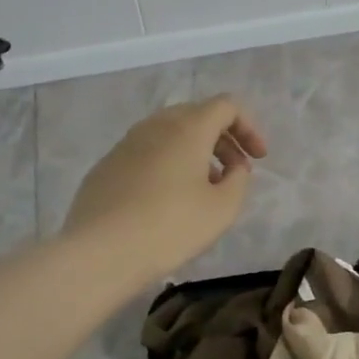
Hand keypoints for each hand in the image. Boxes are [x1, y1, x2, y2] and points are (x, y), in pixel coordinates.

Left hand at [63, 95, 266, 281]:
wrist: (99, 252)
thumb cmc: (170, 227)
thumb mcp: (223, 208)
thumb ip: (239, 180)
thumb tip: (233, 168)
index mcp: (188, 128)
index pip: (226, 106)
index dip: (249, 127)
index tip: (258, 159)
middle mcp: (155, 125)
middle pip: (197, 115)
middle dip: (223, 139)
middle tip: (235, 172)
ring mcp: (125, 143)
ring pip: (169, 133)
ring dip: (194, 152)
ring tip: (203, 188)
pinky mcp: (106, 165)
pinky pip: (146, 152)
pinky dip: (167, 164)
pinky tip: (166, 200)